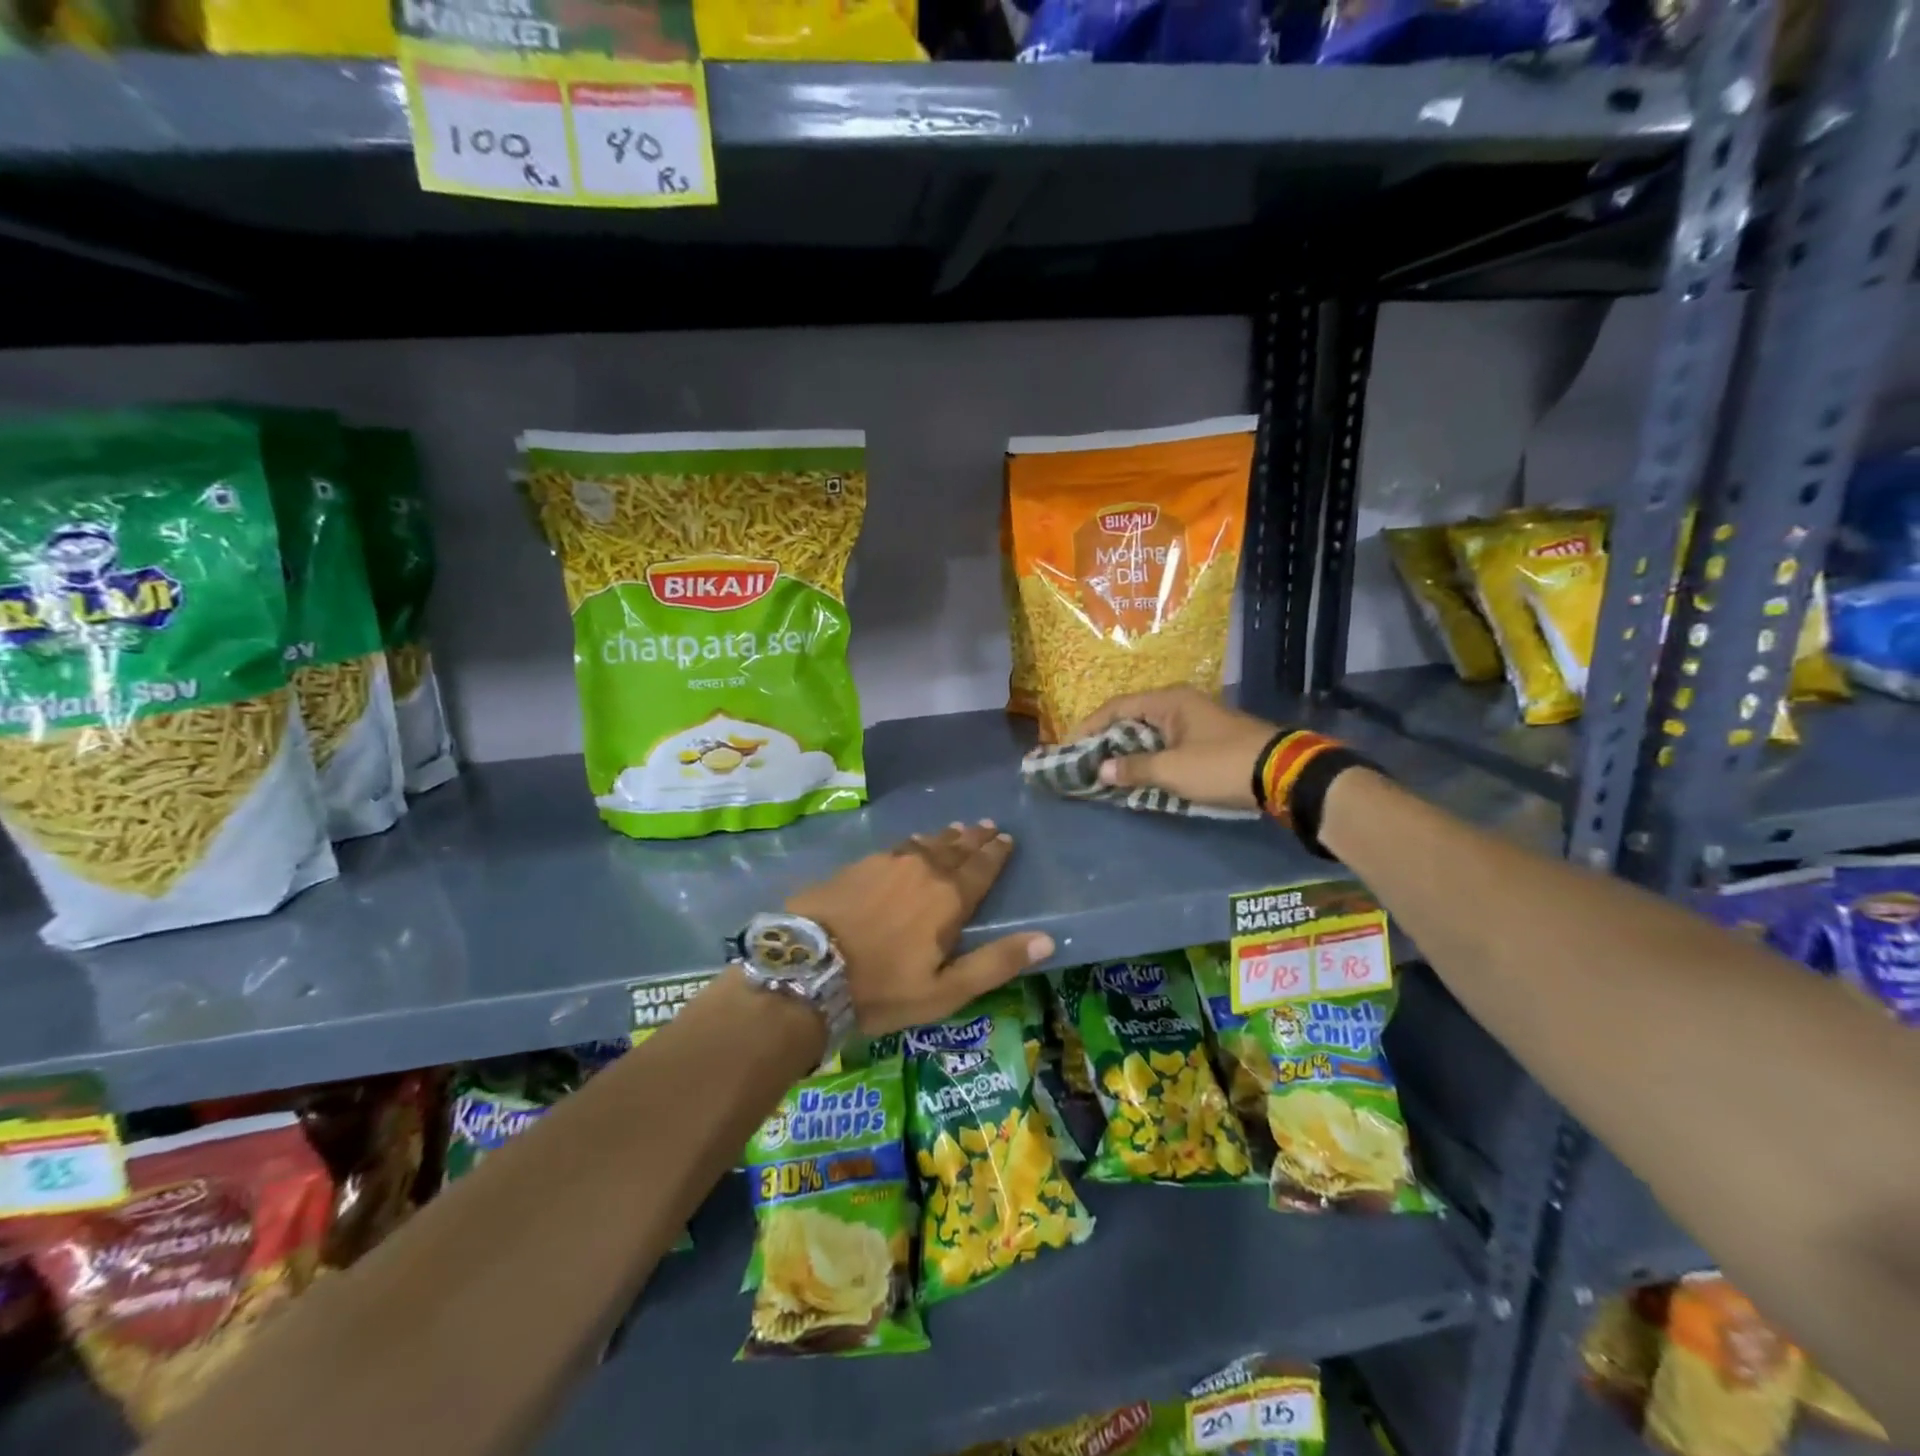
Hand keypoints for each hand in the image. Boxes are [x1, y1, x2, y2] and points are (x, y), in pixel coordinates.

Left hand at [787, 821, 1054, 1035]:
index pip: (982, 868)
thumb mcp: (946, 990)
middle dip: (975, 838)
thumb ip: (996, 962)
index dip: (997, 853)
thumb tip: (1046, 938)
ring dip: (945, 837)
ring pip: (926, 843)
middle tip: (988, 826)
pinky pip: (897, 846)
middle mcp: (923, 870)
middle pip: (956, 849)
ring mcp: (887, 862)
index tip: (1007, 839)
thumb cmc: (882, 987)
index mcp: (949, 898)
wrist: (808, 967)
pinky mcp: (858, 865)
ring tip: (957, 829)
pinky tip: (912, 842)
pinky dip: (913, 843)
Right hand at [1070, 686, 1279, 810]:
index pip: (1116, 708)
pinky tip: (1139, 776)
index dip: (1088, 727)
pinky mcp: (1207, 739)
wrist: (1284, 774)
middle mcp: (1180, 703)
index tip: (1069, 748)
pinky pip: (1166, 744)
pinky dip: (1148, 758)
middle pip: (1131, 718)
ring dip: (1127, 751)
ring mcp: (1195, 720)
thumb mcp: (1172, 770)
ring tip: (1106, 772)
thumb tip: (1101, 769)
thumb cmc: (1220, 765)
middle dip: (1106, 740)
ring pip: (1149, 733)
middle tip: (1084, 762)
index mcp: (1168, 700)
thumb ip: (1133, 768)